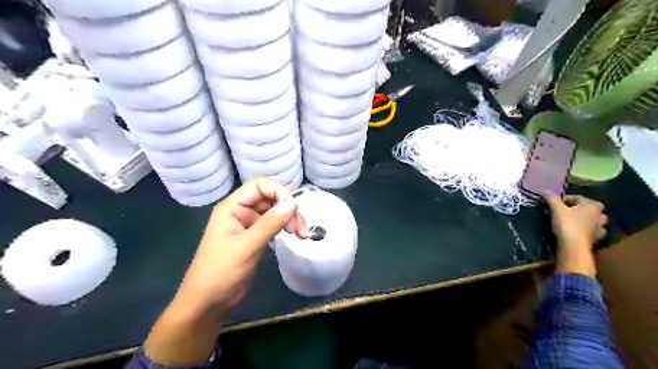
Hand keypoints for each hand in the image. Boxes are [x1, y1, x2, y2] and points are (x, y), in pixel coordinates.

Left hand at [145, 177, 307, 365]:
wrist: (208, 303)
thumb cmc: (220, 272)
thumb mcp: (246, 246)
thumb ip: (270, 223)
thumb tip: (293, 203)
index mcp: (232, 207)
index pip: (260, 185)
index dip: (279, 192)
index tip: (293, 209)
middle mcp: (241, 211)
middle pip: (270, 197)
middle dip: (287, 208)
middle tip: (300, 228)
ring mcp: (248, 224)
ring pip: (274, 211)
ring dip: (289, 218)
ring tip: (301, 234)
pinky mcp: (255, 237)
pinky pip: (274, 224)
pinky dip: (285, 227)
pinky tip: (293, 236)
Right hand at [542, 195, 608, 275]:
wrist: (573, 246)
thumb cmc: (567, 224)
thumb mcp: (556, 209)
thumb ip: (551, 199)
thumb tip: (545, 191)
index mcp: (592, 205)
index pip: (577, 197)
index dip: (564, 199)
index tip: (553, 203)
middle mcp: (599, 215)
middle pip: (589, 207)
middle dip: (579, 208)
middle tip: (566, 210)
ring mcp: (600, 227)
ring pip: (594, 219)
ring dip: (586, 218)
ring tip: (574, 220)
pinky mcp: (596, 238)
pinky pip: (593, 230)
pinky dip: (587, 229)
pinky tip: (579, 230)